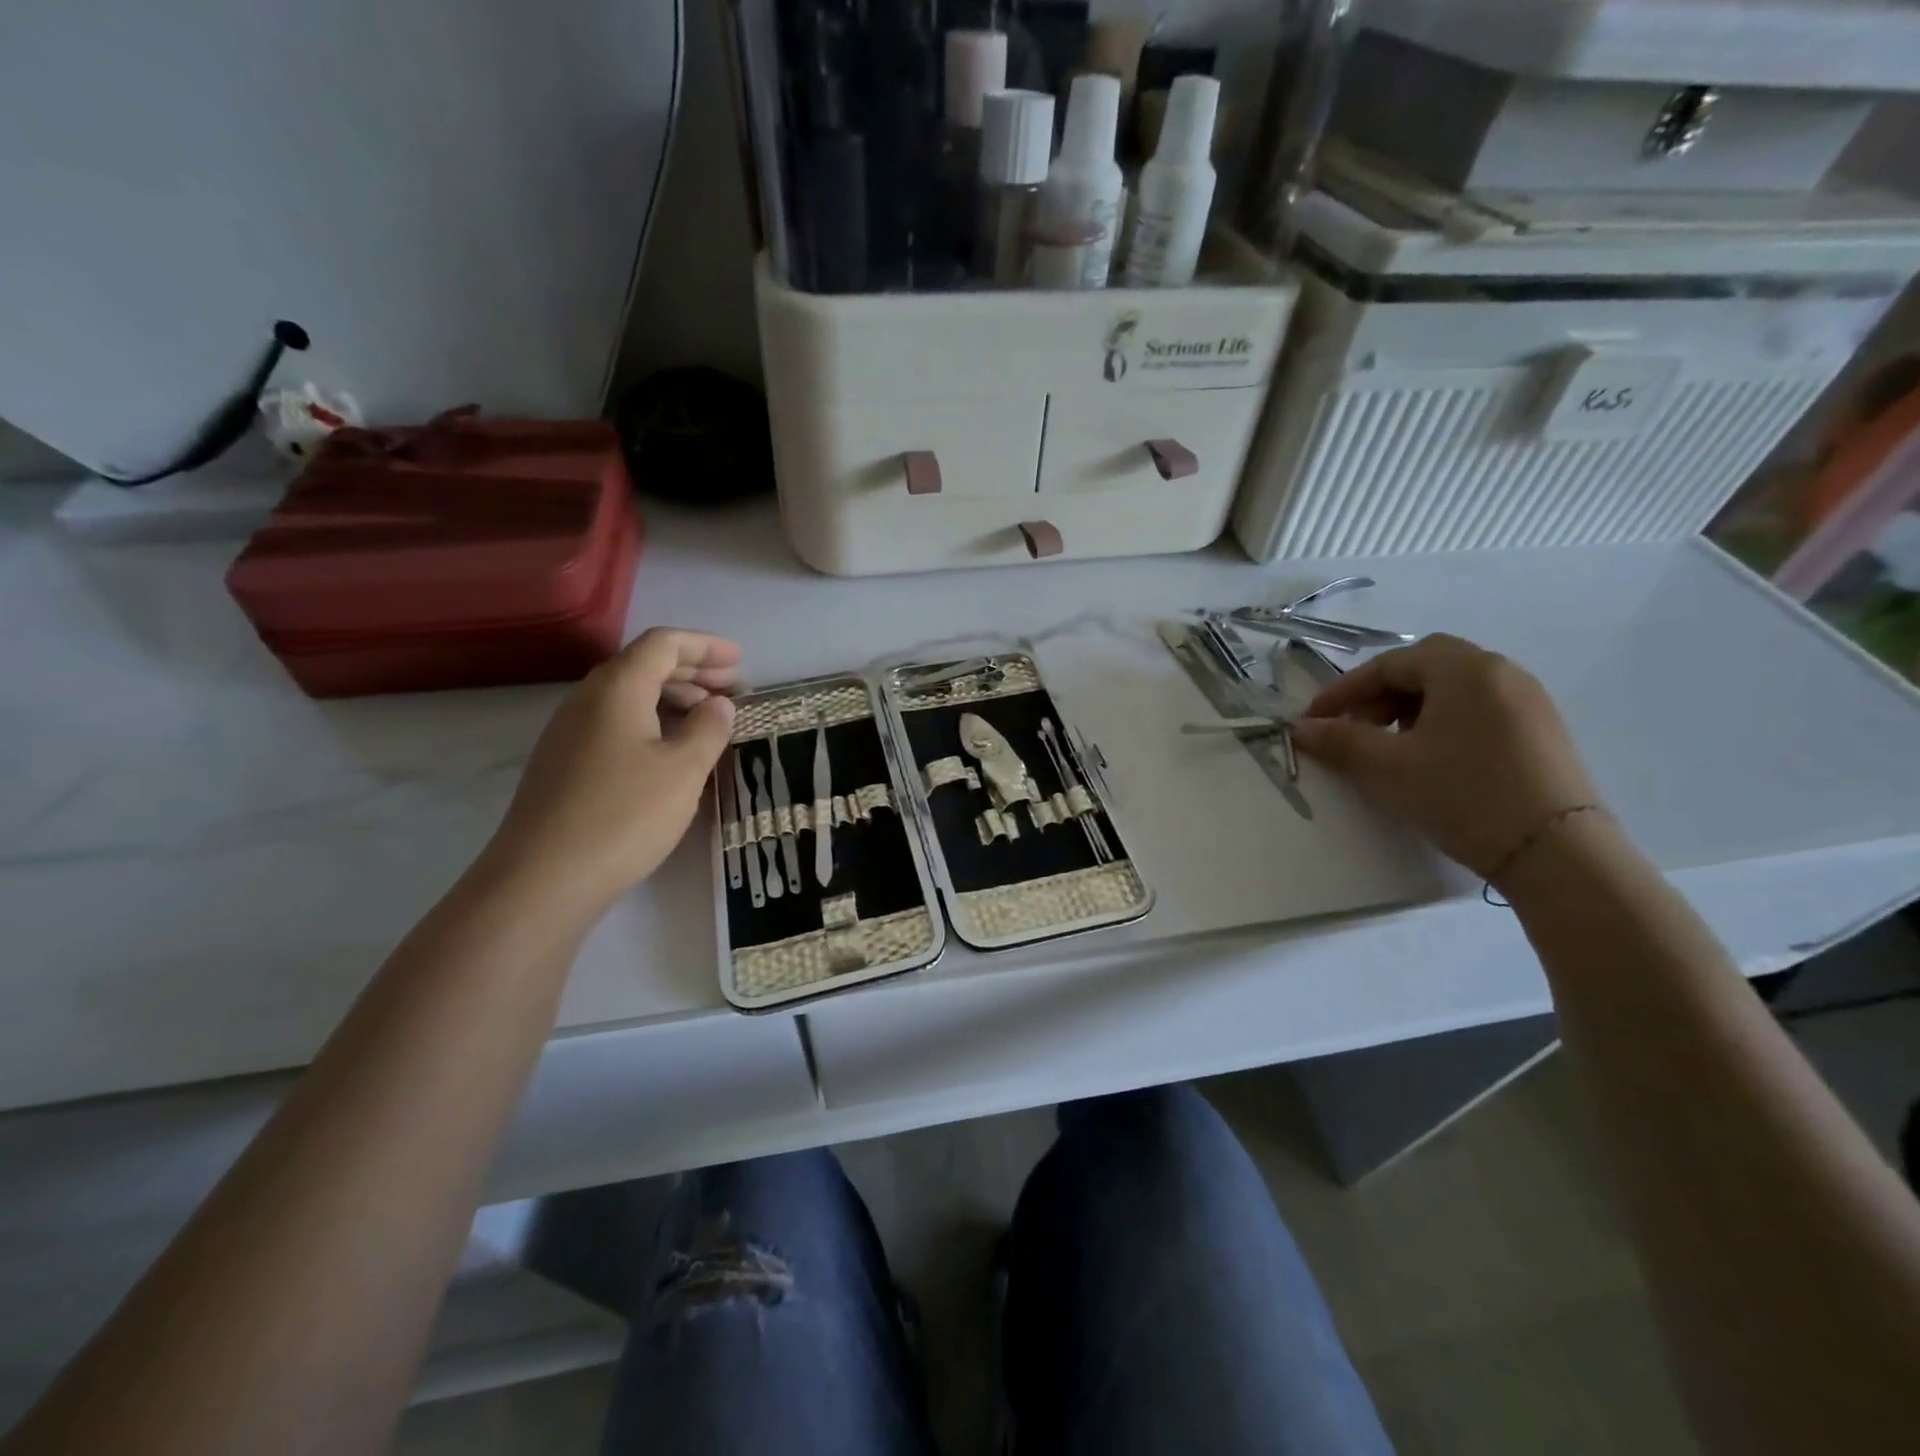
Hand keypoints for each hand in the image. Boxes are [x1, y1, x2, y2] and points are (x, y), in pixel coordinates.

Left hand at [484, 629, 739, 914]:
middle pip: (643, 665)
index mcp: (617, 689)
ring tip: (709, 720)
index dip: (704, 645)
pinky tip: (671, 753)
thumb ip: (708, 729)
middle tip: (732, 688)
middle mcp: (587, 700)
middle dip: (691, 671)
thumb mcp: (684, 770)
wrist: (543, 878)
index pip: (663, 644)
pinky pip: (615, 724)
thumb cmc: (624, 815)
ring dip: (672, 699)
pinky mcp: (564, 764)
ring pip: (628, 697)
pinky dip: (651, 724)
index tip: (739, 660)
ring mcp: (570, 733)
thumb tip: (720, 704)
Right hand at [1290, 634, 1598, 878]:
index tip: (1315, 721)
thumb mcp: (1388, 767)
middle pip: (1424, 667)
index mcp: (1464, 669)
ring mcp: (1528, 701)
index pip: (1389, 664)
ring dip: (1410, 709)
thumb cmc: (1462, 794)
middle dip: (1380, 695)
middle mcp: (1501, 672)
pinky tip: (1433, 759)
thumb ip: (1339, 741)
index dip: (1344, 691)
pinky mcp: (1542, 731)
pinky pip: (1479, 709)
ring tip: (1391, 748)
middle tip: (1357, 729)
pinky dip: (1443, 722)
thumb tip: (1301, 728)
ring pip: (1453, 689)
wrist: (1555, 852)